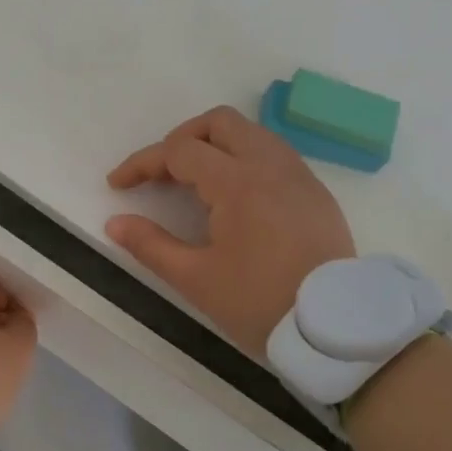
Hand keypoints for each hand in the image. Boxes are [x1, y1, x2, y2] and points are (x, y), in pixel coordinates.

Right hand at [106, 106, 355, 356]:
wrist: (336, 328)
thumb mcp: (196, 279)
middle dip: (181, 138)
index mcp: (237, 182)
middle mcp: (270, 164)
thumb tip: (115, 223)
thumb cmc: (260, 303)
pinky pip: (273, 154)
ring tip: (194, 182)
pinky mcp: (315, 191)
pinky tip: (233, 196)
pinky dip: (243, 159)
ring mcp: (298, 175)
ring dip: (214, 145)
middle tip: (161, 172)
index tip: (118, 185)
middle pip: (219, 123)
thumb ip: (150, 245)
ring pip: (250, 133)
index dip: (142, 163)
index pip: (179, 151)